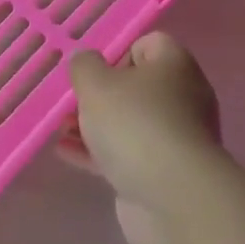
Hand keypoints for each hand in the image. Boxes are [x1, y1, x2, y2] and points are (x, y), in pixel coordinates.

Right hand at [66, 33, 222, 243]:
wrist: (173, 199)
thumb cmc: (134, 124)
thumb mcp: (95, 83)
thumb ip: (84, 65)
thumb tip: (88, 60)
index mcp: (175, 66)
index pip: (150, 44)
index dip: (118, 50)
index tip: (92, 68)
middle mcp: (184, 99)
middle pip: (137, 86)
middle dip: (101, 93)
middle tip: (72, 99)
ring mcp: (177, 139)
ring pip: (130, 123)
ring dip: (95, 125)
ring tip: (61, 128)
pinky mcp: (165, 174)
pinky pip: (128, 154)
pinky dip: (99, 153)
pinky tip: (67, 153)